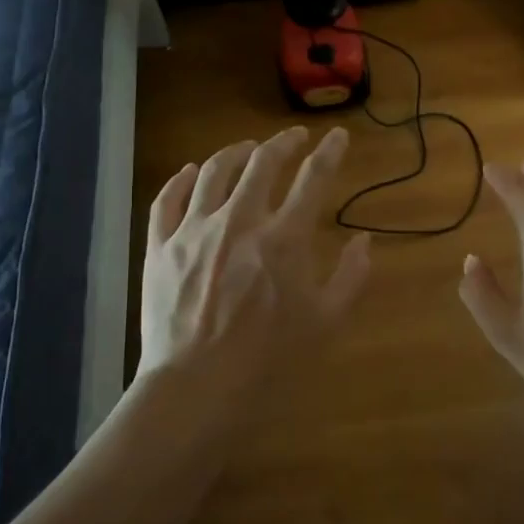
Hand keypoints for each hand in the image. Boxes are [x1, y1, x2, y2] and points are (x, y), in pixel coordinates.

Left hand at [139, 126, 370, 406]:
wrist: (197, 387)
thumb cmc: (269, 359)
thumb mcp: (326, 322)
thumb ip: (351, 277)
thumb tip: (363, 241)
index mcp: (285, 238)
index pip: (313, 178)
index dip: (330, 152)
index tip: (338, 136)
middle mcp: (239, 220)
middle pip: (262, 163)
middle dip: (284, 142)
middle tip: (294, 137)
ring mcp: (194, 230)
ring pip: (212, 171)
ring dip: (235, 152)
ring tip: (246, 148)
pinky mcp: (160, 247)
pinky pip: (167, 199)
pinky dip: (180, 179)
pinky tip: (190, 172)